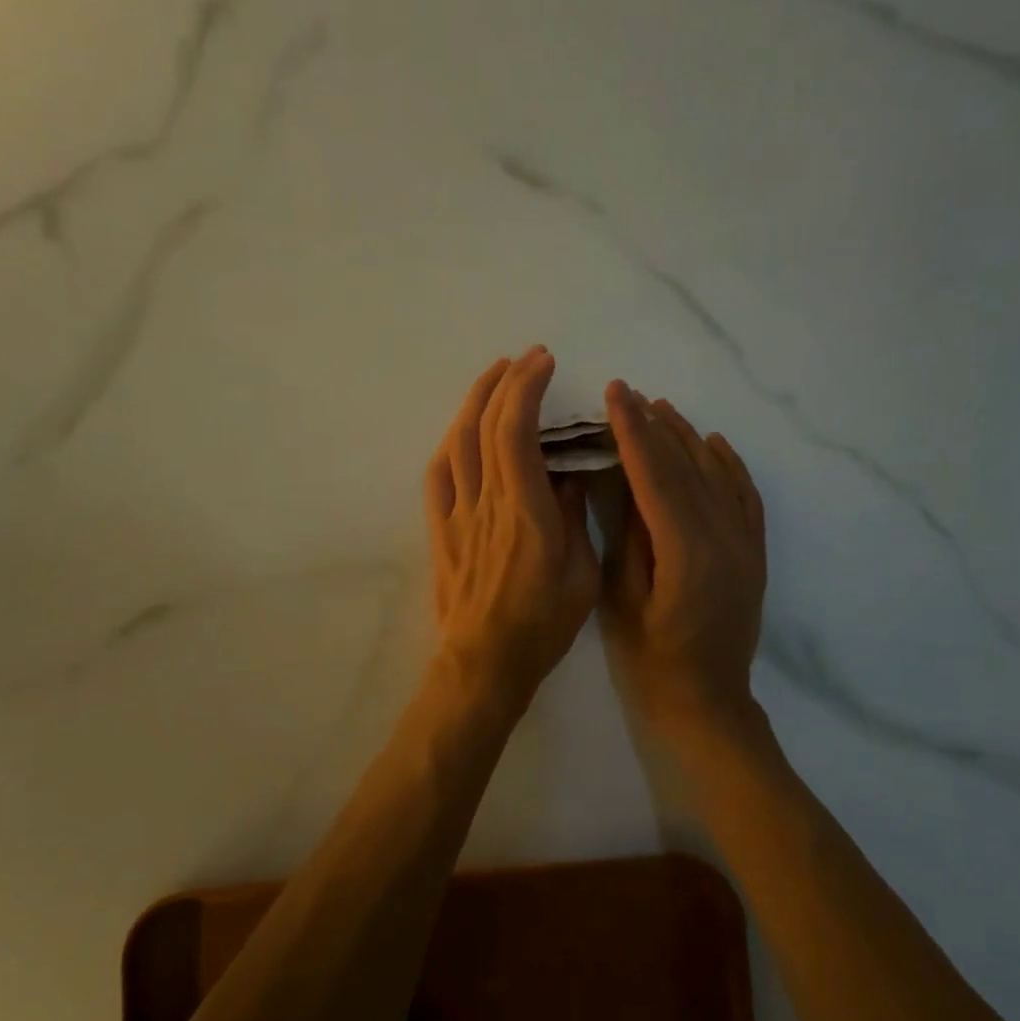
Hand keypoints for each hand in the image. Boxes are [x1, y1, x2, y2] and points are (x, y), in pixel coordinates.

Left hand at [424, 349, 598, 710]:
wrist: (484, 662)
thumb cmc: (542, 622)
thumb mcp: (581, 573)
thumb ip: (575, 517)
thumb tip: (569, 476)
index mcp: (525, 510)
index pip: (517, 432)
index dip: (526, 389)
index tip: (543, 362)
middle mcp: (486, 501)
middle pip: (485, 426)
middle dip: (505, 382)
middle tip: (526, 358)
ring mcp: (457, 514)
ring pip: (457, 443)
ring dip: (474, 402)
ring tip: (494, 377)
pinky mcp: (440, 529)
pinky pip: (437, 475)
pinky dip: (450, 442)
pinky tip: (460, 429)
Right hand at [599, 381, 767, 739]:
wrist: (710, 704)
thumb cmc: (653, 661)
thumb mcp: (624, 600)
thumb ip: (629, 537)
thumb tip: (625, 482)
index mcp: (686, 552)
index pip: (656, 476)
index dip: (633, 432)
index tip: (615, 395)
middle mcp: (724, 538)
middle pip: (687, 467)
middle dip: (656, 425)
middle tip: (629, 393)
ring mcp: (745, 544)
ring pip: (718, 474)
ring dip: (688, 437)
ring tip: (662, 408)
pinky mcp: (754, 552)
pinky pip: (745, 496)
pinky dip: (729, 464)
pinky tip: (712, 443)